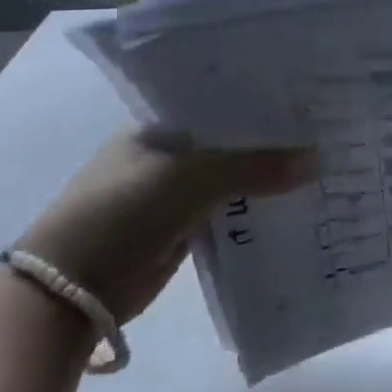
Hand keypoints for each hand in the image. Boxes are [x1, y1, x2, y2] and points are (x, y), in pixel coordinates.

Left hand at [17, 127, 309, 324]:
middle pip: (229, 141)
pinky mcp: (179, 229)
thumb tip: (317, 159)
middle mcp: (165, 155)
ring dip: (264, 176)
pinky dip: (253, 208)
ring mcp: (171, 194)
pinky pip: (227, 211)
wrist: (68, 291)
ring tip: (320, 161)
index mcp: (158, 127)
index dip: (259, 102)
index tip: (305, 100)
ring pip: (231, 177)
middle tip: (323, 130)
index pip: (219, 103)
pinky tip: (292, 200)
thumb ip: (255, 166)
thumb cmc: (122, 213)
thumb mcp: (193, 179)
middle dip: (269, 141)